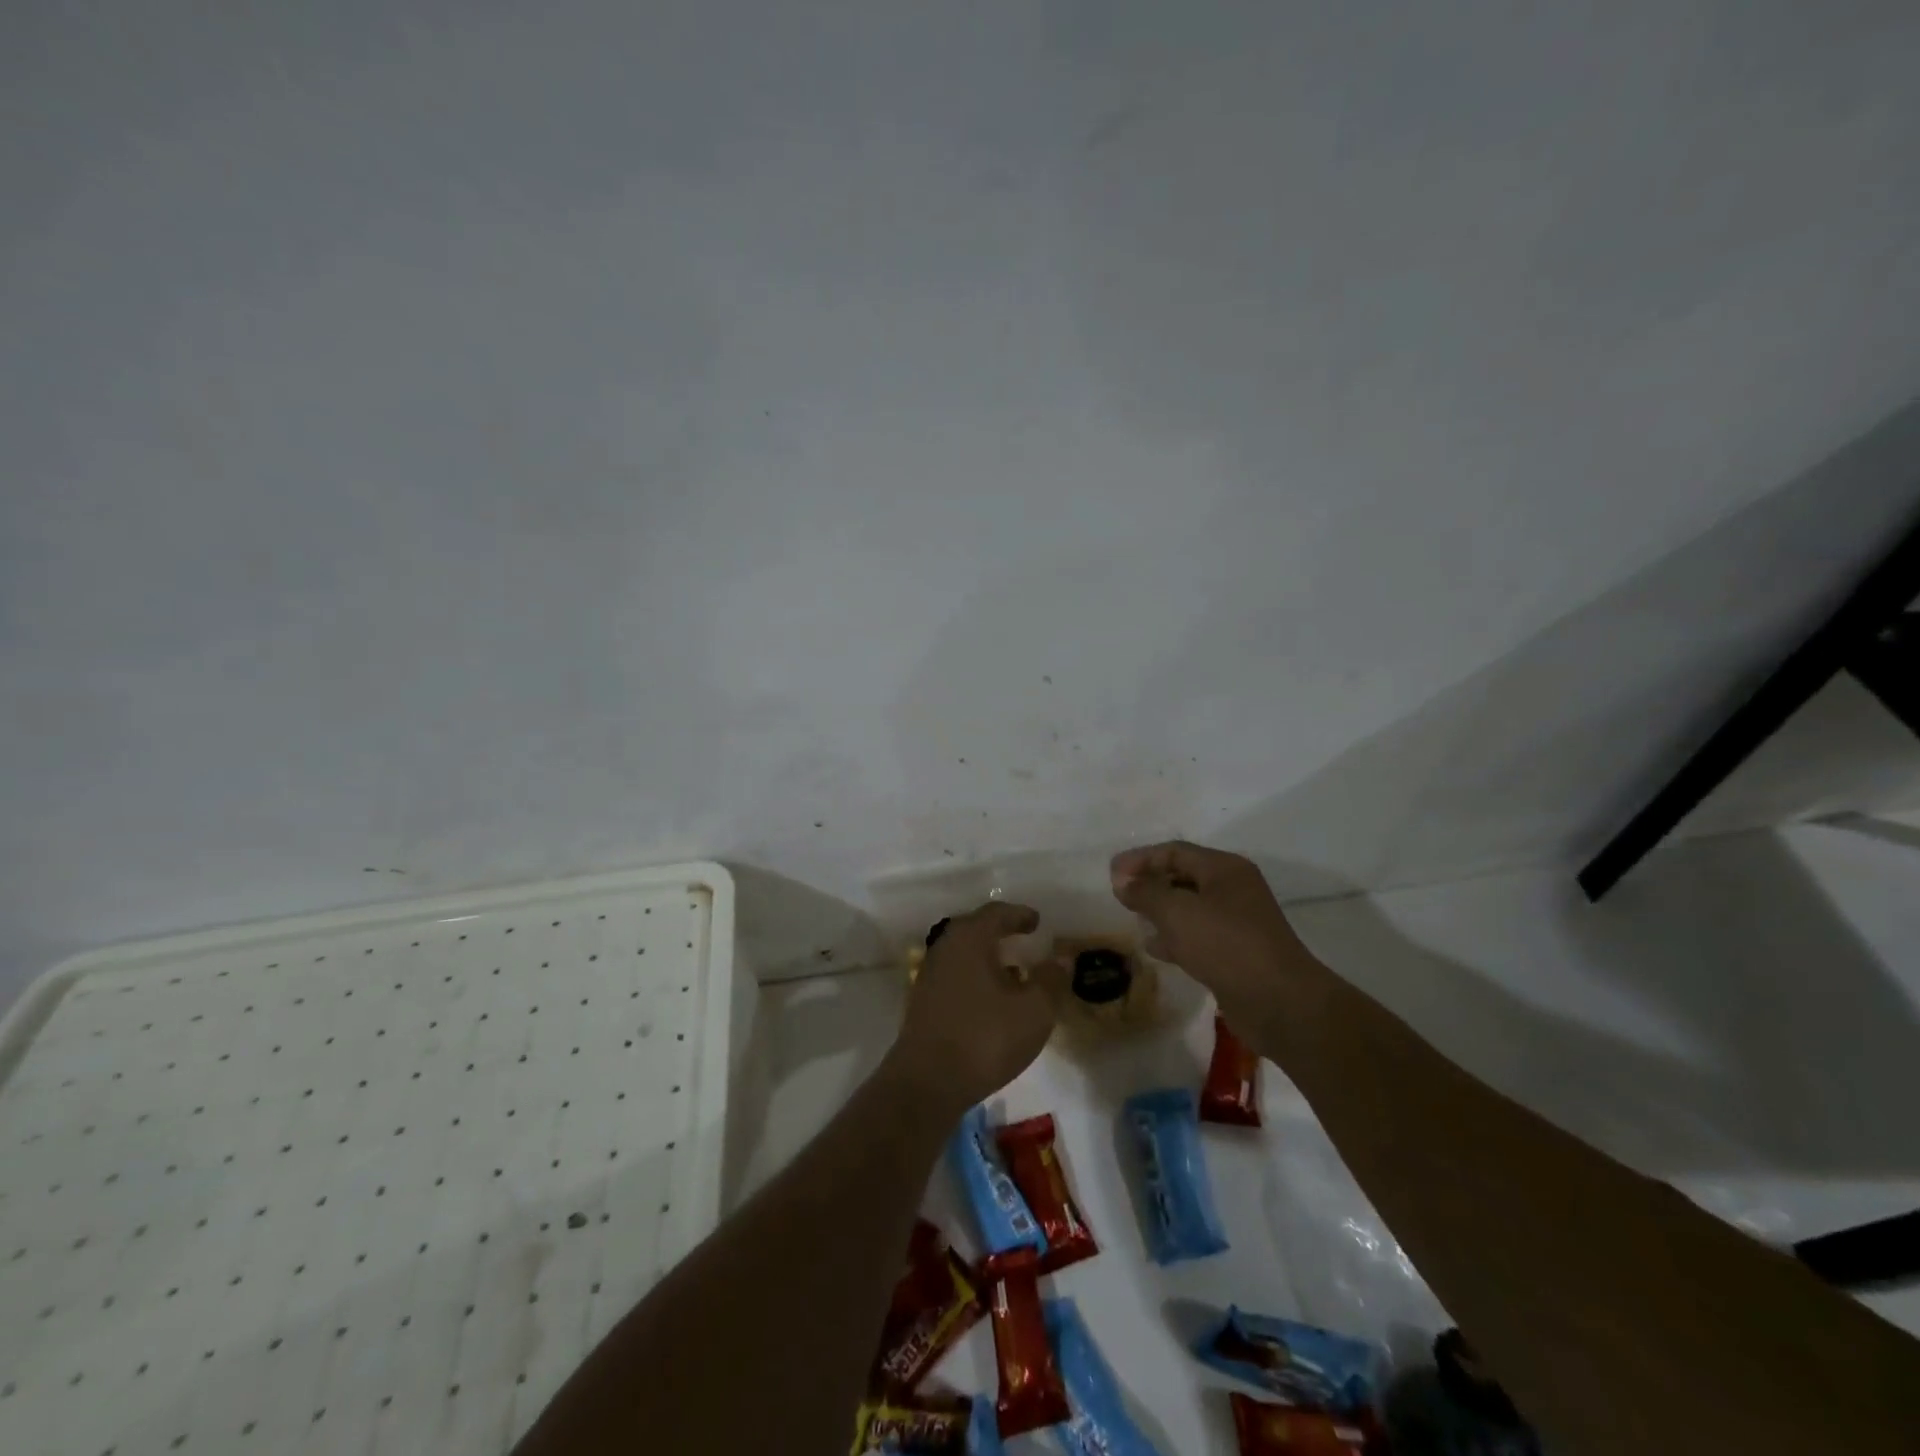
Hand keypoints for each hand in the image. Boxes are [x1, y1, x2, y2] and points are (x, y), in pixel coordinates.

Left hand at [888, 901, 1063, 1113]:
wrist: (927, 1082)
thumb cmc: (985, 1038)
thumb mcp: (1034, 1010)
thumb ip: (1051, 980)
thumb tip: (1061, 957)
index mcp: (969, 938)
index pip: (996, 913)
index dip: (1019, 915)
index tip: (1037, 922)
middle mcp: (945, 947)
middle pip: (975, 929)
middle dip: (1001, 933)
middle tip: (1023, 939)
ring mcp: (930, 975)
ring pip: (964, 954)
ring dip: (988, 957)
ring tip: (1014, 972)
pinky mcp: (923, 1002)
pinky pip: (955, 975)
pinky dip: (976, 977)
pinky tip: (992, 1000)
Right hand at [1109, 840, 1325, 1031]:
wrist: (1279, 1002)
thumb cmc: (1226, 945)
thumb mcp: (1177, 912)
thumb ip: (1146, 893)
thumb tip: (1123, 883)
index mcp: (1225, 869)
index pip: (1175, 851)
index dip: (1140, 859)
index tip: (1111, 873)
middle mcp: (1233, 889)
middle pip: (1183, 876)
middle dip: (1150, 883)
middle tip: (1120, 895)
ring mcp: (1238, 922)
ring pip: (1190, 907)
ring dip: (1160, 911)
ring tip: (1133, 919)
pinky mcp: (1237, 952)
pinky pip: (1198, 934)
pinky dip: (1175, 936)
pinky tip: (1155, 948)